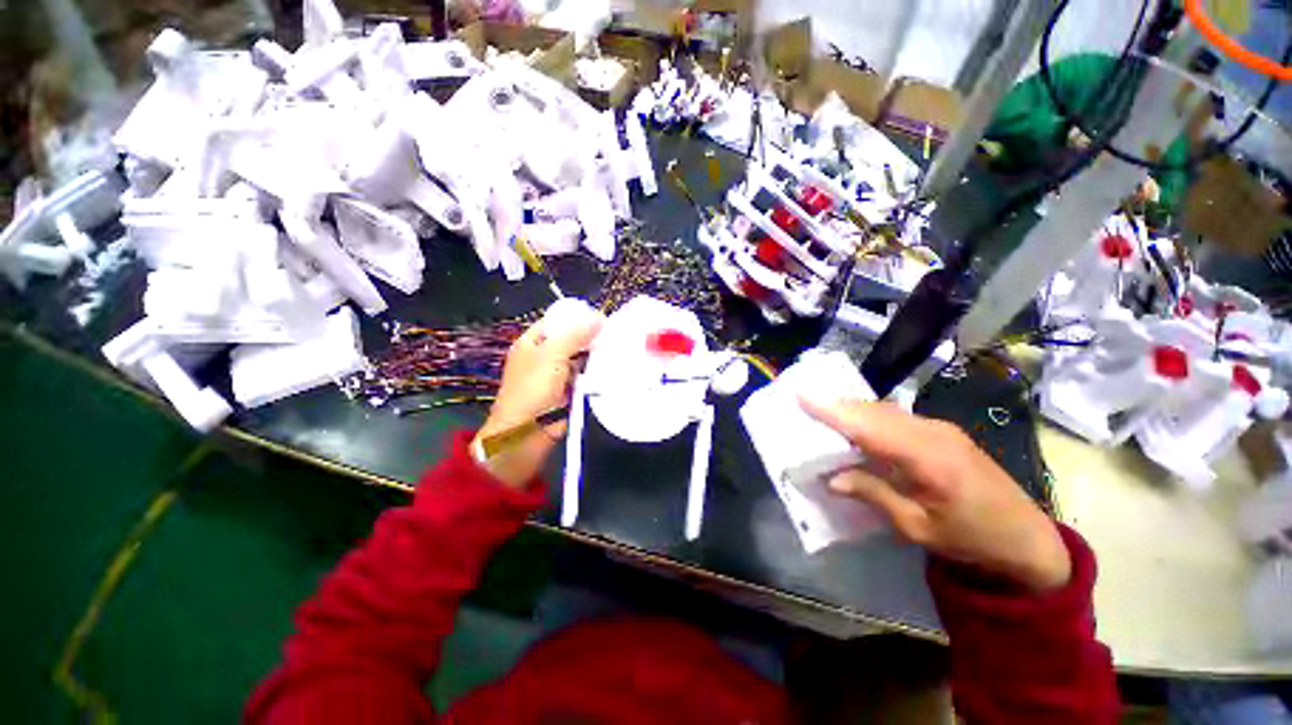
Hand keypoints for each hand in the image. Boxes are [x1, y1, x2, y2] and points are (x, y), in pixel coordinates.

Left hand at [473, 300, 603, 487]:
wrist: (526, 435)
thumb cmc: (532, 390)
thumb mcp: (551, 356)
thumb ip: (575, 335)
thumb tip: (599, 317)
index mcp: (533, 342)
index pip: (557, 321)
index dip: (578, 317)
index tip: (603, 318)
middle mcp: (545, 355)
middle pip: (572, 339)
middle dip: (591, 337)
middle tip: (616, 333)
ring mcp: (558, 374)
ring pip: (582, 358)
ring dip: (596, 355)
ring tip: (620, 349)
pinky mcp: (570, 391)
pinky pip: (586, 376)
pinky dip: (597, 373)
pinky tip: (614, 367)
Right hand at [801, 397, 1071, 593]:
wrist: (1029, 538)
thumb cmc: (972, 539)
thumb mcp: (918, 528)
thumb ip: (875, 496)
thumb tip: (832, 478)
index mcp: (928, 460)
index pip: (868, 426)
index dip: (832, 410)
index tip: (801, 394)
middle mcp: (933, 433)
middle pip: (873, 411)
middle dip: (837, 405)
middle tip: (804, 401)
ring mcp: (940, 428)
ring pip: (884, 410)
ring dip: (852, 409)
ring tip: (823, 411)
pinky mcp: (943, 431)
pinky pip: (897, 417)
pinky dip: (870, 417)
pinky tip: (858, 425)